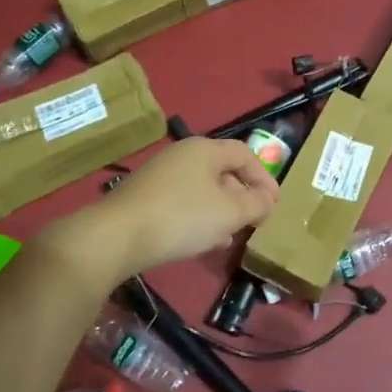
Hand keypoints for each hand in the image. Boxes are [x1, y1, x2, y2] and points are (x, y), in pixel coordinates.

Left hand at [46, 138, 279, 280]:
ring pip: (204, 189)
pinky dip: (200, 218)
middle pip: (224, 171)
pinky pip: (184, 202)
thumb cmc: (182, 217)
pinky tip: (204, 241)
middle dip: (243, 196)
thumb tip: (267, 199)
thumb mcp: (230, 212)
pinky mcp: (147, 198)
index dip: (265, 178)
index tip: (274, 205)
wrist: (117, 236)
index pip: (245, 154)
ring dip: (222, 211)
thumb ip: (256, 204)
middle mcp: (183, 155)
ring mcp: (161, 176)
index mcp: (205, 149)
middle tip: (254, 221)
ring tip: (232, 235)